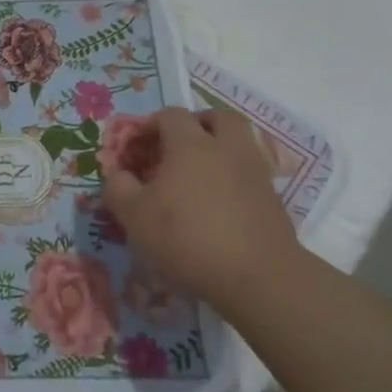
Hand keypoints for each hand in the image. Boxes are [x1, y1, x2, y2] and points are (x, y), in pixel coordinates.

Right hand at [100, 106, 300, 310]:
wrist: (256, 277)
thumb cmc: (185, 238)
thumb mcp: (134, 216)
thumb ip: (118, 188)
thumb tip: (118, 174)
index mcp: (190, 145)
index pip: (170, 115)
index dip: (150, 124)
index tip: (135, 146)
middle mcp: (227, 149)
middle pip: (218, 117)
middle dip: (197, 124)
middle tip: (177, 144)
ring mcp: (255, 173)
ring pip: (240, 143)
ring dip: (219, 148)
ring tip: (197, 174)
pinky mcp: (273, 200)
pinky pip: (250, 173)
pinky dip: (233, 177)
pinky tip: (217, 203)